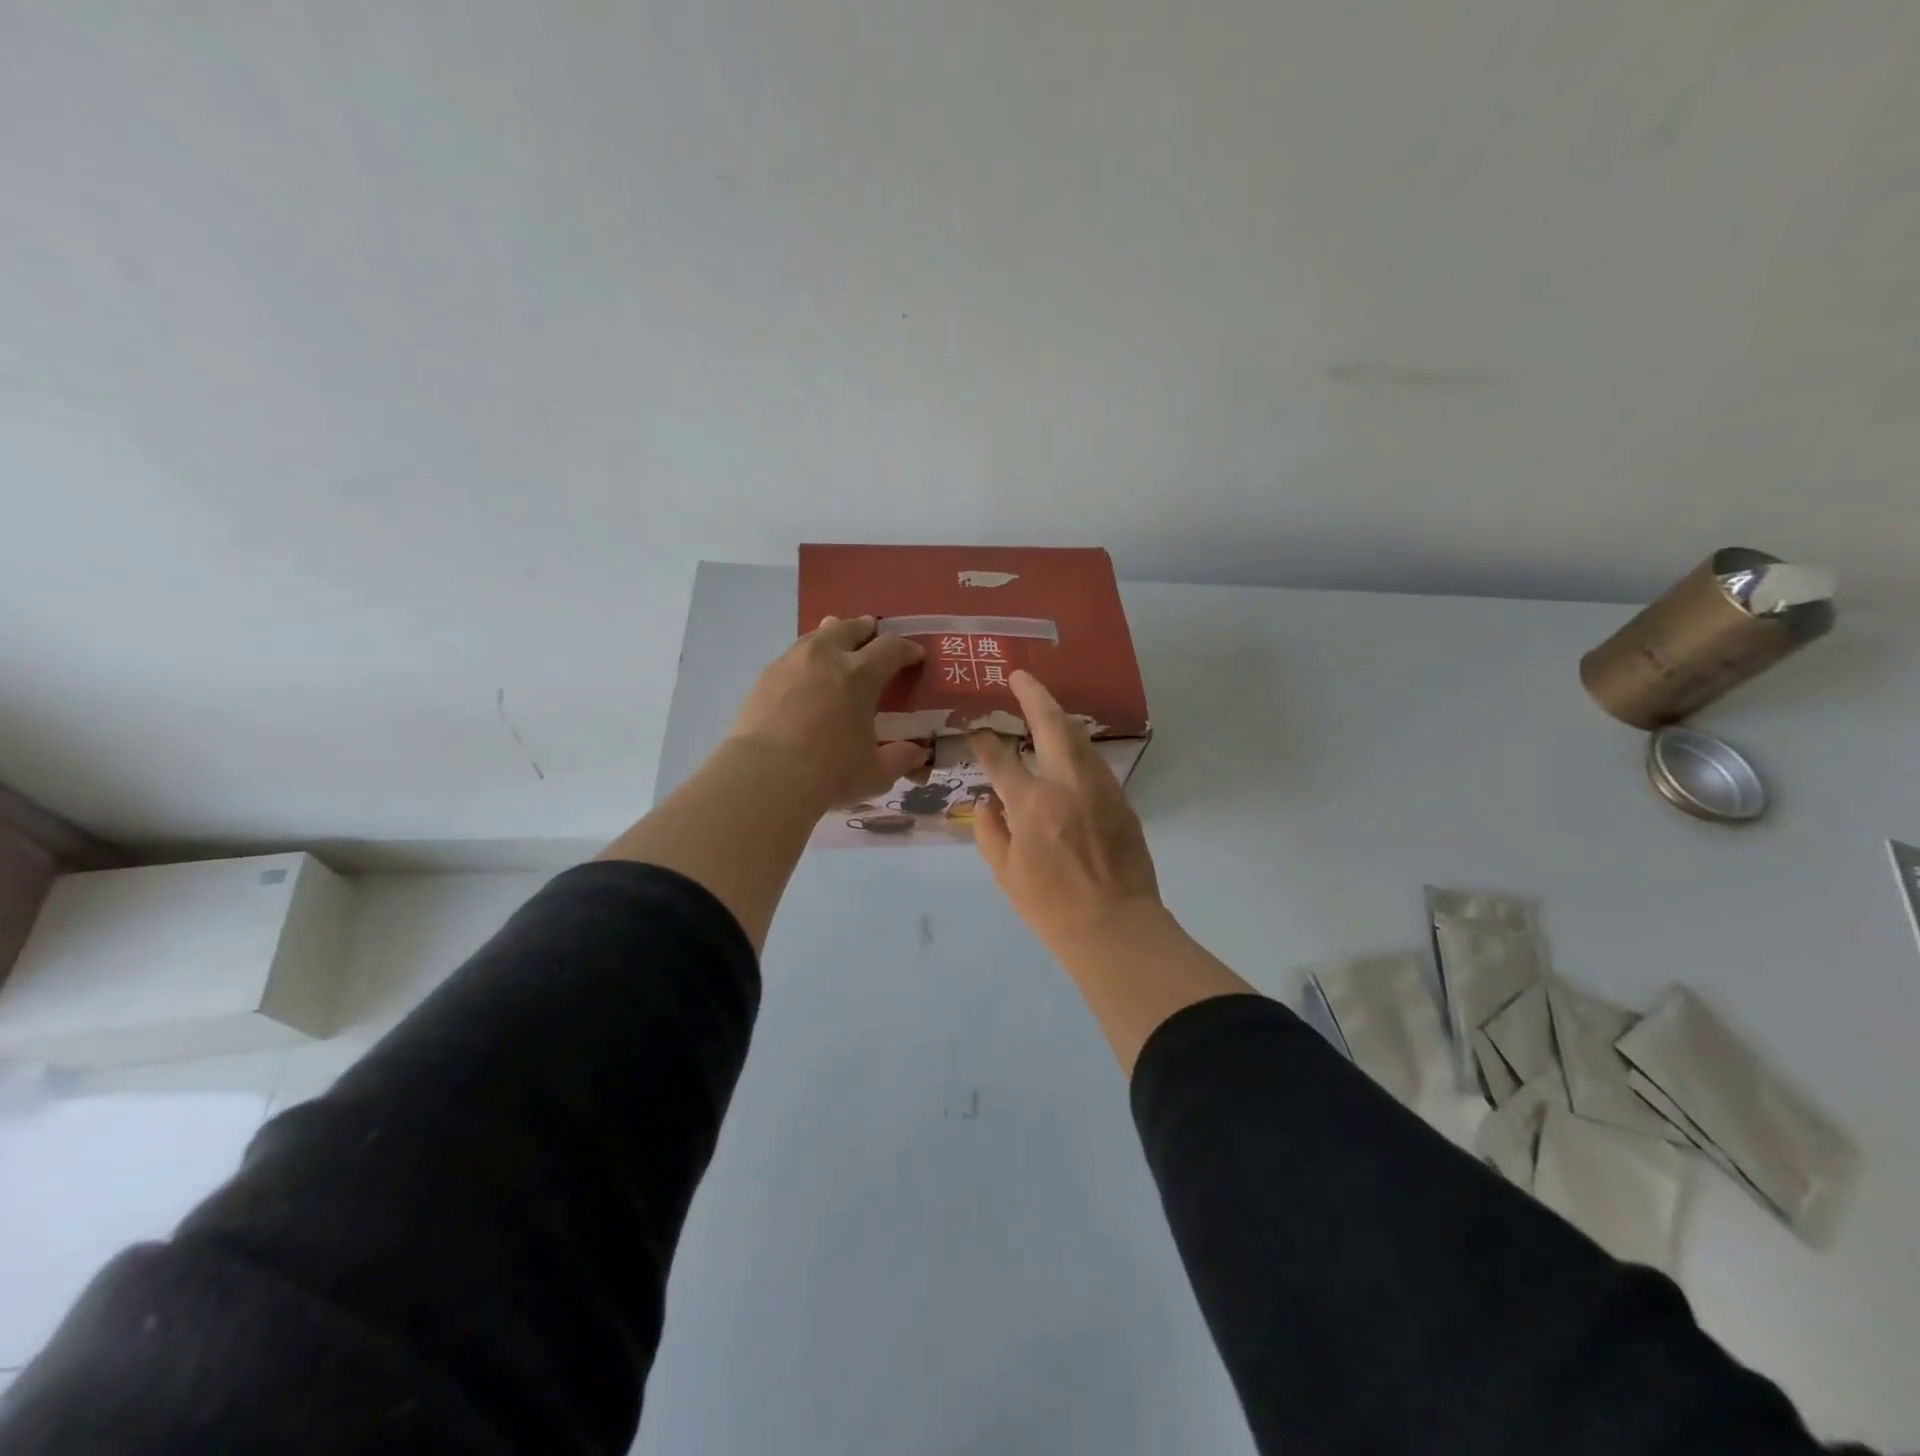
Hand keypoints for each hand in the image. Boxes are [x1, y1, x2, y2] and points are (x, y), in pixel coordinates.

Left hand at [730, 616, 928, 809]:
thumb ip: (900, 759)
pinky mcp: (765, 678)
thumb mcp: (876, 773)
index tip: (914, 656)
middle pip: (849, 628)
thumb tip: (917, 752)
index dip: (906, 650)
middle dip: (865, 629)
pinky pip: (792, 656)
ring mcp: (791, 664)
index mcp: (860, 675)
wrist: (765, 776)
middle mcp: (826, 657)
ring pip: (816, 636)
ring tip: (835, 641)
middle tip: (872, 632)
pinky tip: (805, 673)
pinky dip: (806, 658)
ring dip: (831, 635)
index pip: (891, 648)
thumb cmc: (829, 773)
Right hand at [970, 670, 1164, 952]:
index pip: (1002, 759)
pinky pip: (1094, 762)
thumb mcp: (1006, 872)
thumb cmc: (1051, 906)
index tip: (976, 731)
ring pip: (1079, 738)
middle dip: (1034, 695)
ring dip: (1059, 717)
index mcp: (1033, 803)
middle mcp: (1068, 784)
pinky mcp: (1121, 799)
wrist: (1115, 927)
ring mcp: (1100, 788)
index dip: (985, 742)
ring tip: (1043, 706)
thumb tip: (986, 801)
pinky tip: (1068, 750)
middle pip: (1052, 725)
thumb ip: (990, 831)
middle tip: (1020, 678)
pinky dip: (1077, 748)